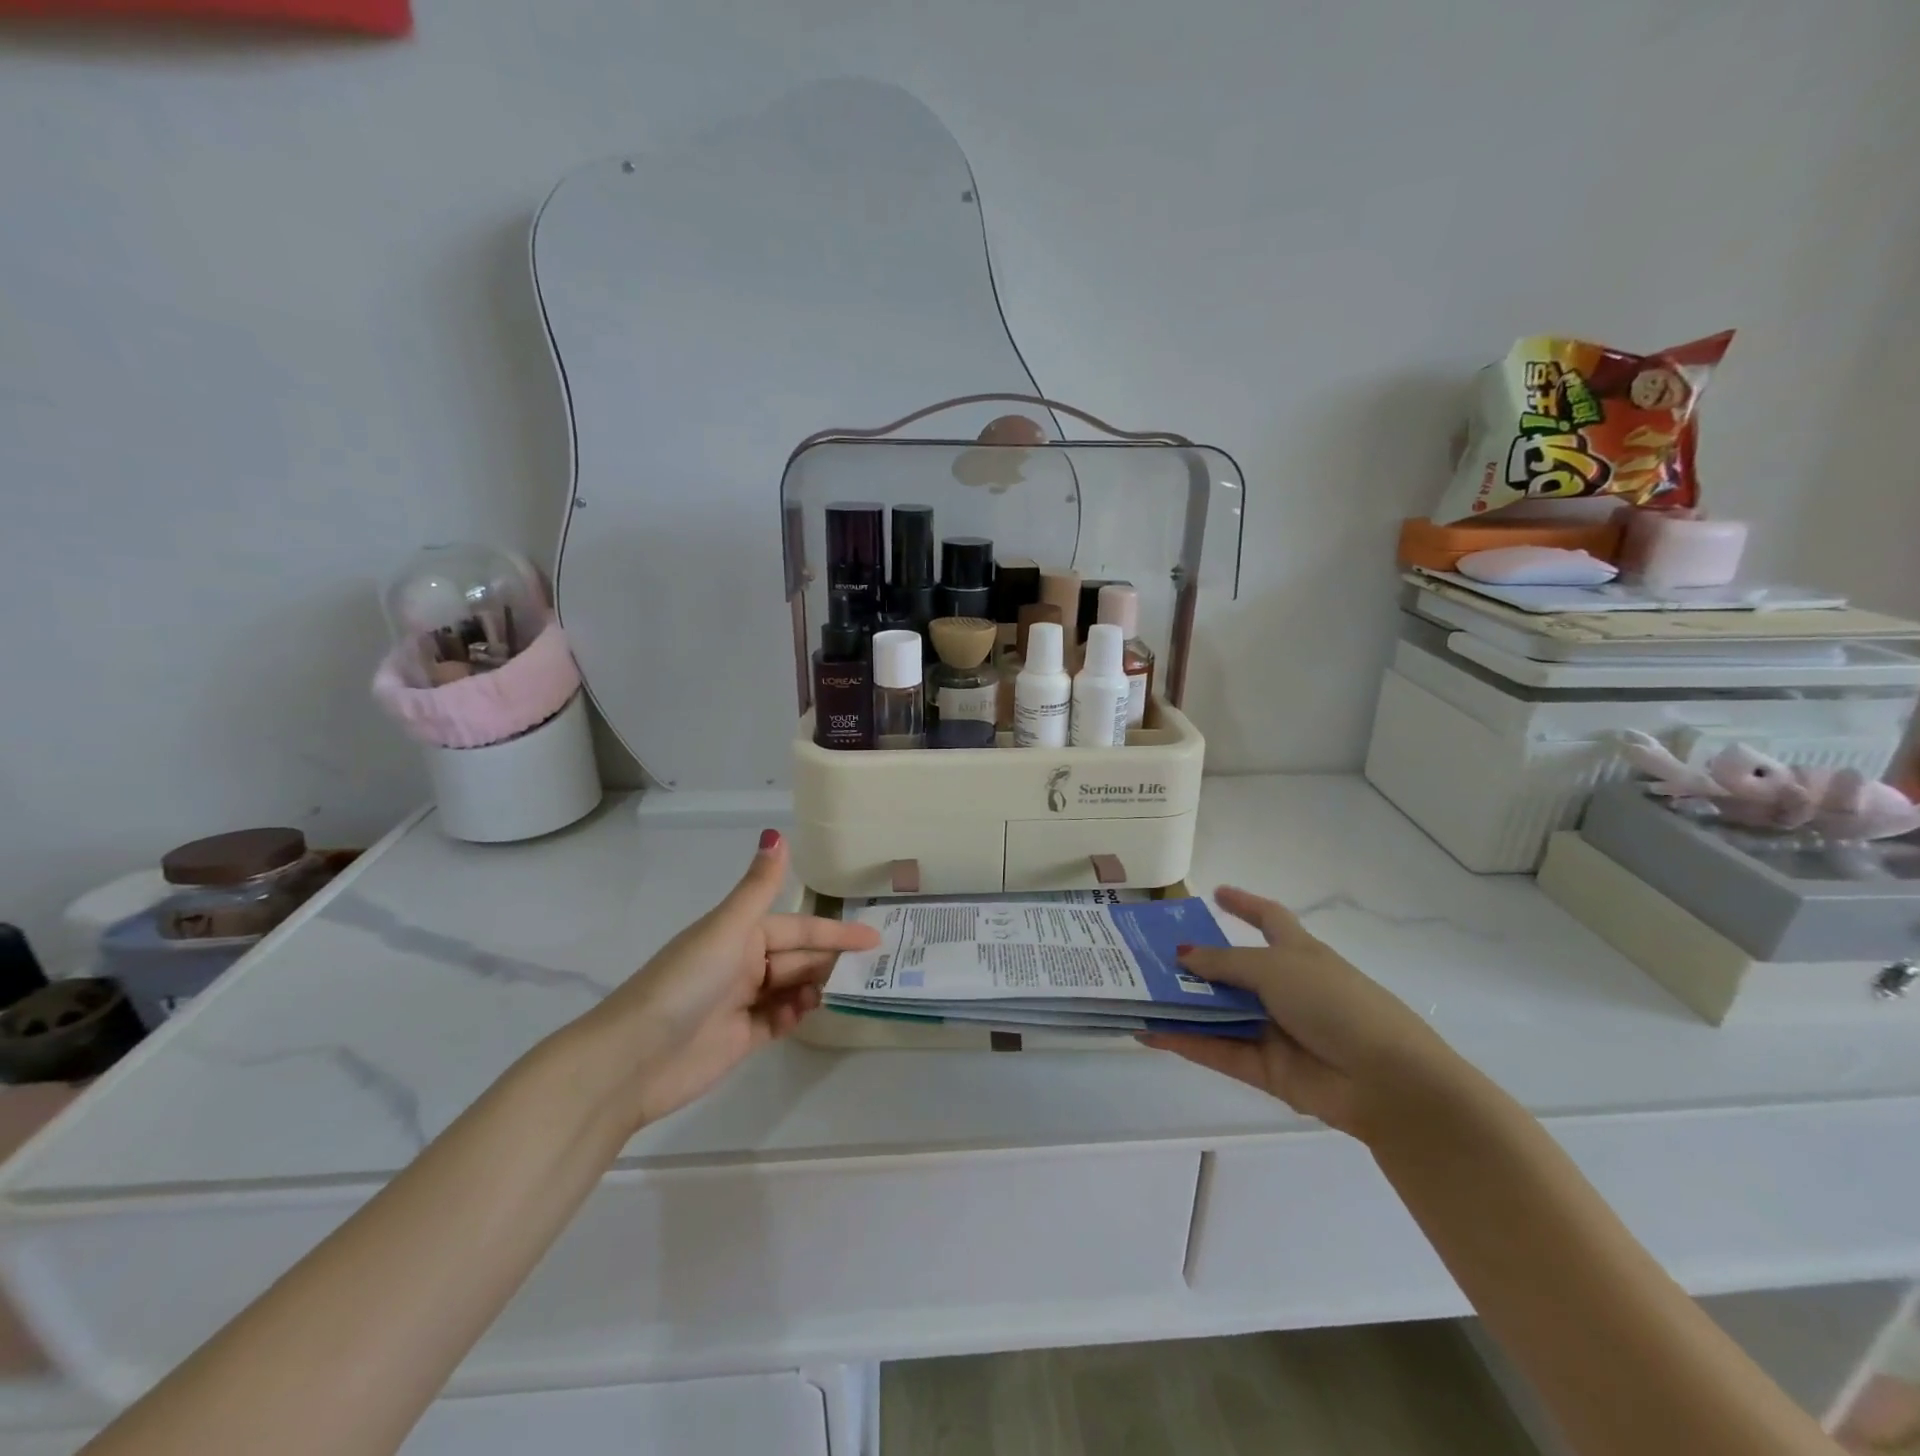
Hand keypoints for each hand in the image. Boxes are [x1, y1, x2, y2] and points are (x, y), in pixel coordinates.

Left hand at [571, 830, 879, 1130]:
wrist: (633, 1058)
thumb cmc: (685, 983)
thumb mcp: (726, 929)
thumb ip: (759, 887)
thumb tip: (777, 833)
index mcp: (740, 933)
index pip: (799, 927)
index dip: (835, 931)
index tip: (873, 938)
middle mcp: (742, 963)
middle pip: (798, 958)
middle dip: (829, 961)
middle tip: (870, 970)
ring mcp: (741, 1002)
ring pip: (791, 988)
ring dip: (815, 988)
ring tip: (841, 994)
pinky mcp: (740, 1038)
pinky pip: (778, 1020)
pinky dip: (795, 1016)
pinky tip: (806, 1015)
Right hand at [1142, 886, 1456, 1140]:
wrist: (1386, 1081)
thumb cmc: (1336, 1002)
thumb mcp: (1277, 968)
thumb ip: (1224, 963)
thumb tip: (1181, 954)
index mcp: (1298, 952)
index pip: (1268, 919)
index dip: (1244, 904)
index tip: (1215, 894)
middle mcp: (1284, 988)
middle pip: (1231, 970)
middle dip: (1194, 963)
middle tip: (1146, 954)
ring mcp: (1274, 1029)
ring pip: (1218, 1012)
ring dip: (1181, 1004)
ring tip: (1135, 993)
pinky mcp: (1265, 1069)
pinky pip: (1217, 1050)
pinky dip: (1185, 1042)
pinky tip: (1149, 1032)